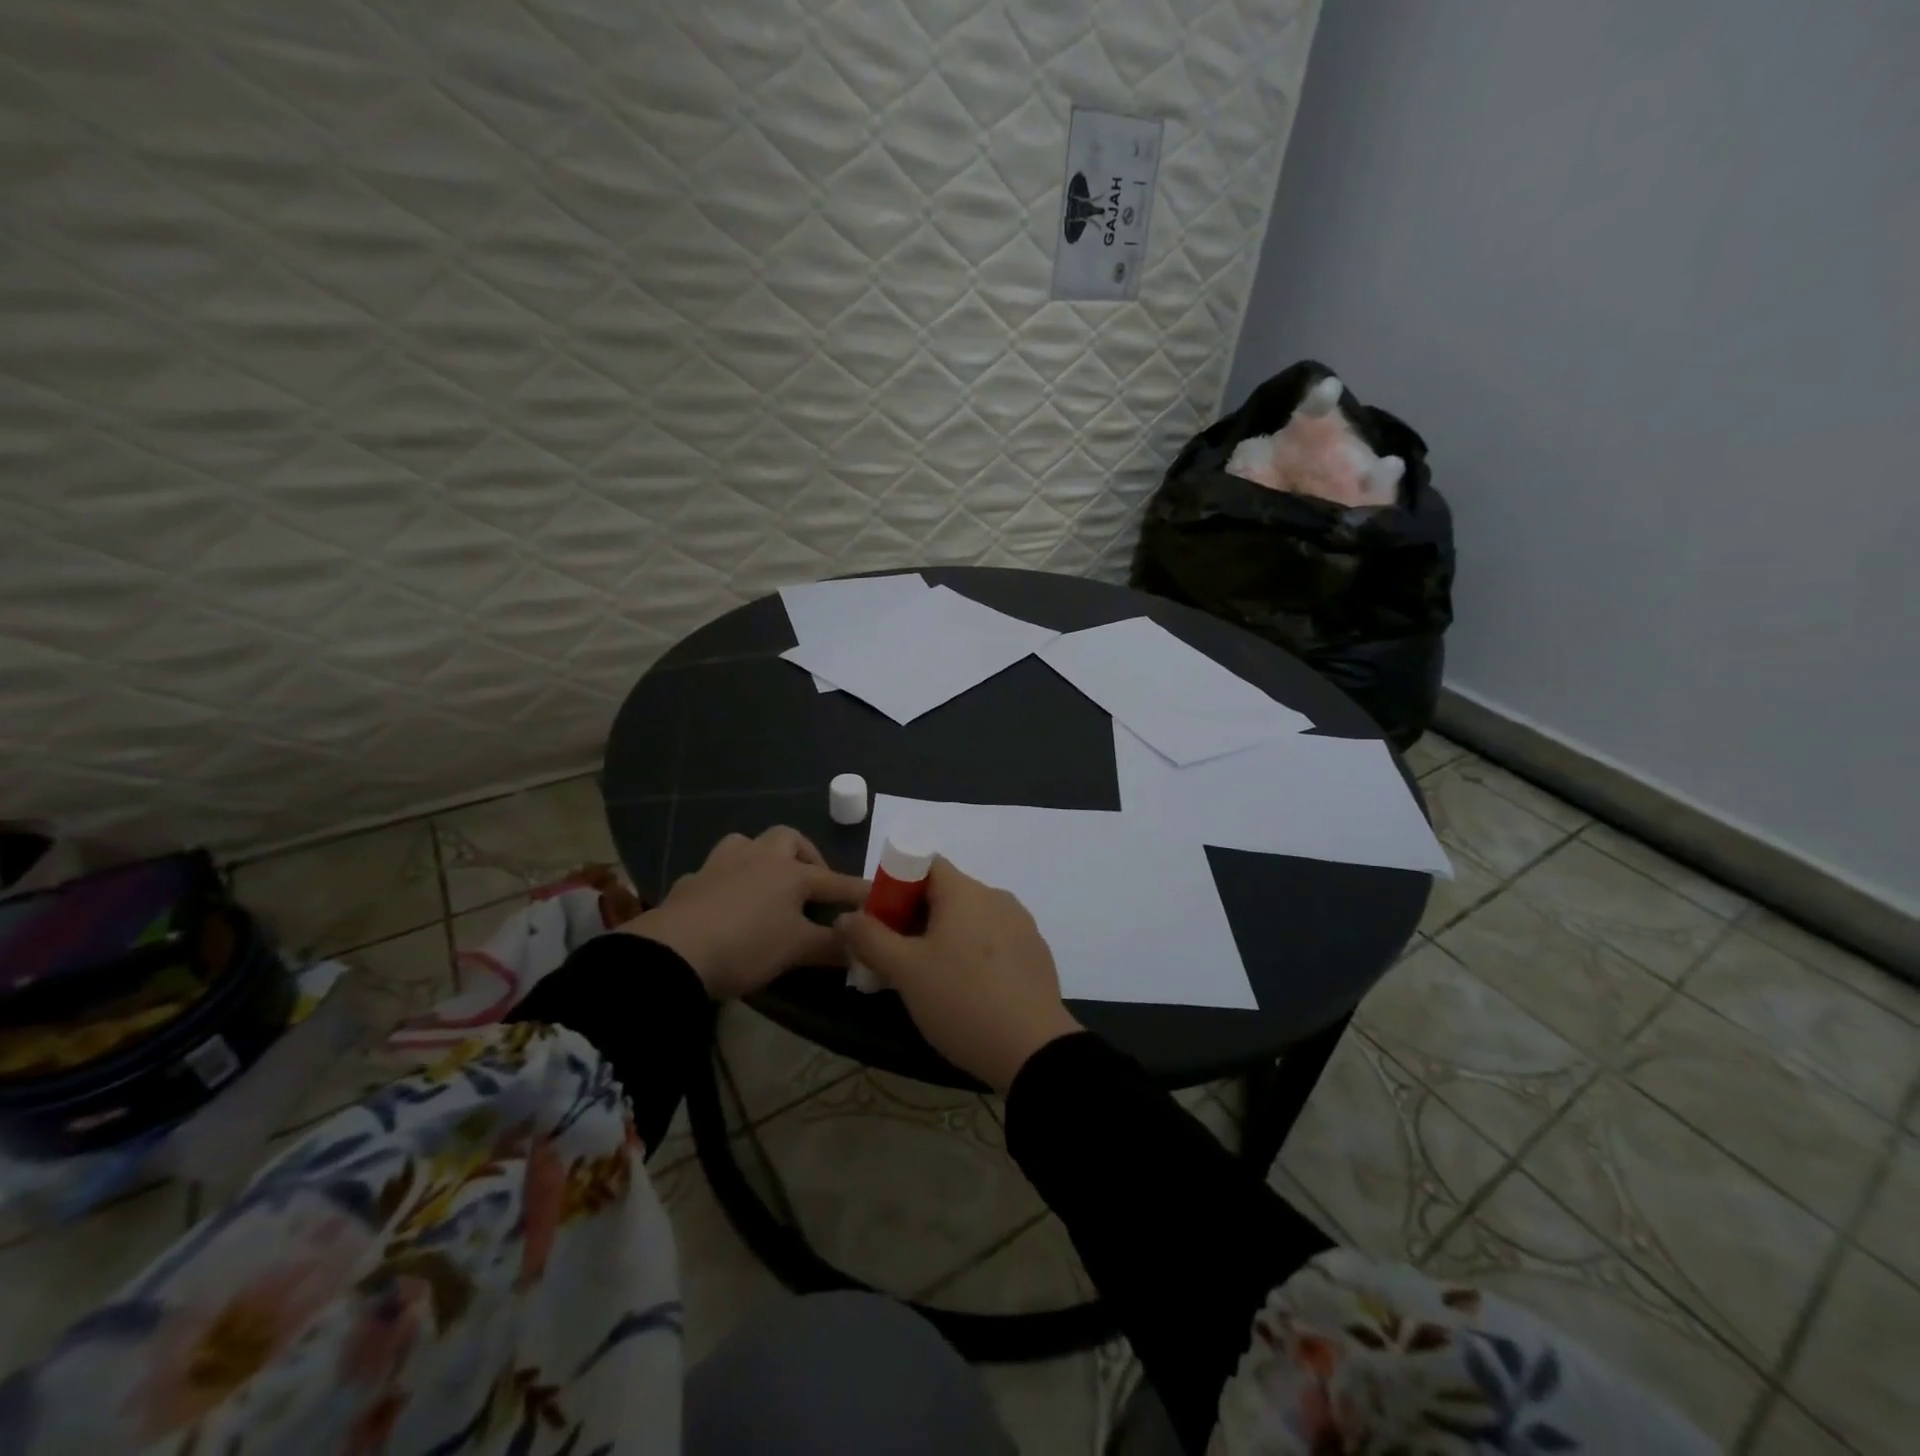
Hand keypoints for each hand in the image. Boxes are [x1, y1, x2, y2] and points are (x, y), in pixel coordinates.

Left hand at [624, 828, 868, 999]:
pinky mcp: (690, 882)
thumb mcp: (796, 951)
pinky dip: (727, 882)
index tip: (878, 897)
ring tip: (767, 885)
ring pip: (746, 844)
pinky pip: (715, 872)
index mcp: (790, 873)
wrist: (672, 953)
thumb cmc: (746, 946)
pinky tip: (726, 904)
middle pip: (788, 839)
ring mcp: (720, 865)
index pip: (836, 881)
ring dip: (762, 858)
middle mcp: (758, 858)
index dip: (859, 891)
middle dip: (806, 856)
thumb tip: (861, 949)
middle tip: (811, 885)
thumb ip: (831, 947)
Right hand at [835, 858, 1082, 1093]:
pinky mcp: (1036, 954)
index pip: (925, 864)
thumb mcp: (905, 971)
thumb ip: (870, 938)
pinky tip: (967, 991)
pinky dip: (973, 953)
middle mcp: (997, 897)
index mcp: (965, 891)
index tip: (881, 920)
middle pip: (947, 892)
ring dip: (945, 937)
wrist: (1034, 1050)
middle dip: (916, 916)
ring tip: (929, 978)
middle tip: (896, 955)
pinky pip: (995, 941)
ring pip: (971, 919)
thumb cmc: (962, 1000)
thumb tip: (845, 917)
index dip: (897, 884)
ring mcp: (1022, 925)